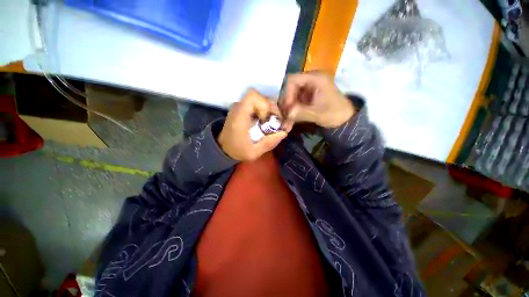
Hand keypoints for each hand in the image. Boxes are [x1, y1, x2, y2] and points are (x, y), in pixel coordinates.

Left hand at [218, 89, 287, 160]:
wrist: (223, 148)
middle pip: (258, 95)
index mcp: (239, 117)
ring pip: (258, 98)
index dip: (264, 104)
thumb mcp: (253, 153)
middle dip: (269, 106)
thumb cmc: (236, 150)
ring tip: (270, 121)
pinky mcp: (241, 109)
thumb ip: (268, 143)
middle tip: (274, 120)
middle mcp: (238, 108)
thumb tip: (284, 132)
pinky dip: (263, 109)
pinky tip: (264, 120)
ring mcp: (239, 107)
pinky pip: (255, 103)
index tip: (265, 119)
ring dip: (267, 108)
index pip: (252, 96)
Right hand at [280, 72, 354, 127]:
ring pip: (291, 97)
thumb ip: (301, 113)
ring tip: (287, 122)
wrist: (345, 118)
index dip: (286, 94)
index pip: (293, 80)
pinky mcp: (308, 97)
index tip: (287, 108)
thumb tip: (287, 113)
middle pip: (290, 89)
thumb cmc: (335, 113)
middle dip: (286, 104)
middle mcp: (310, 81)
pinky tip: (291, 121)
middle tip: (284, 117)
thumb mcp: (318, 114)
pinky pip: (295, 102)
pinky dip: (292, 111)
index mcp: (315, 78)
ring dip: (288, 109)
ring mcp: (308, 89)